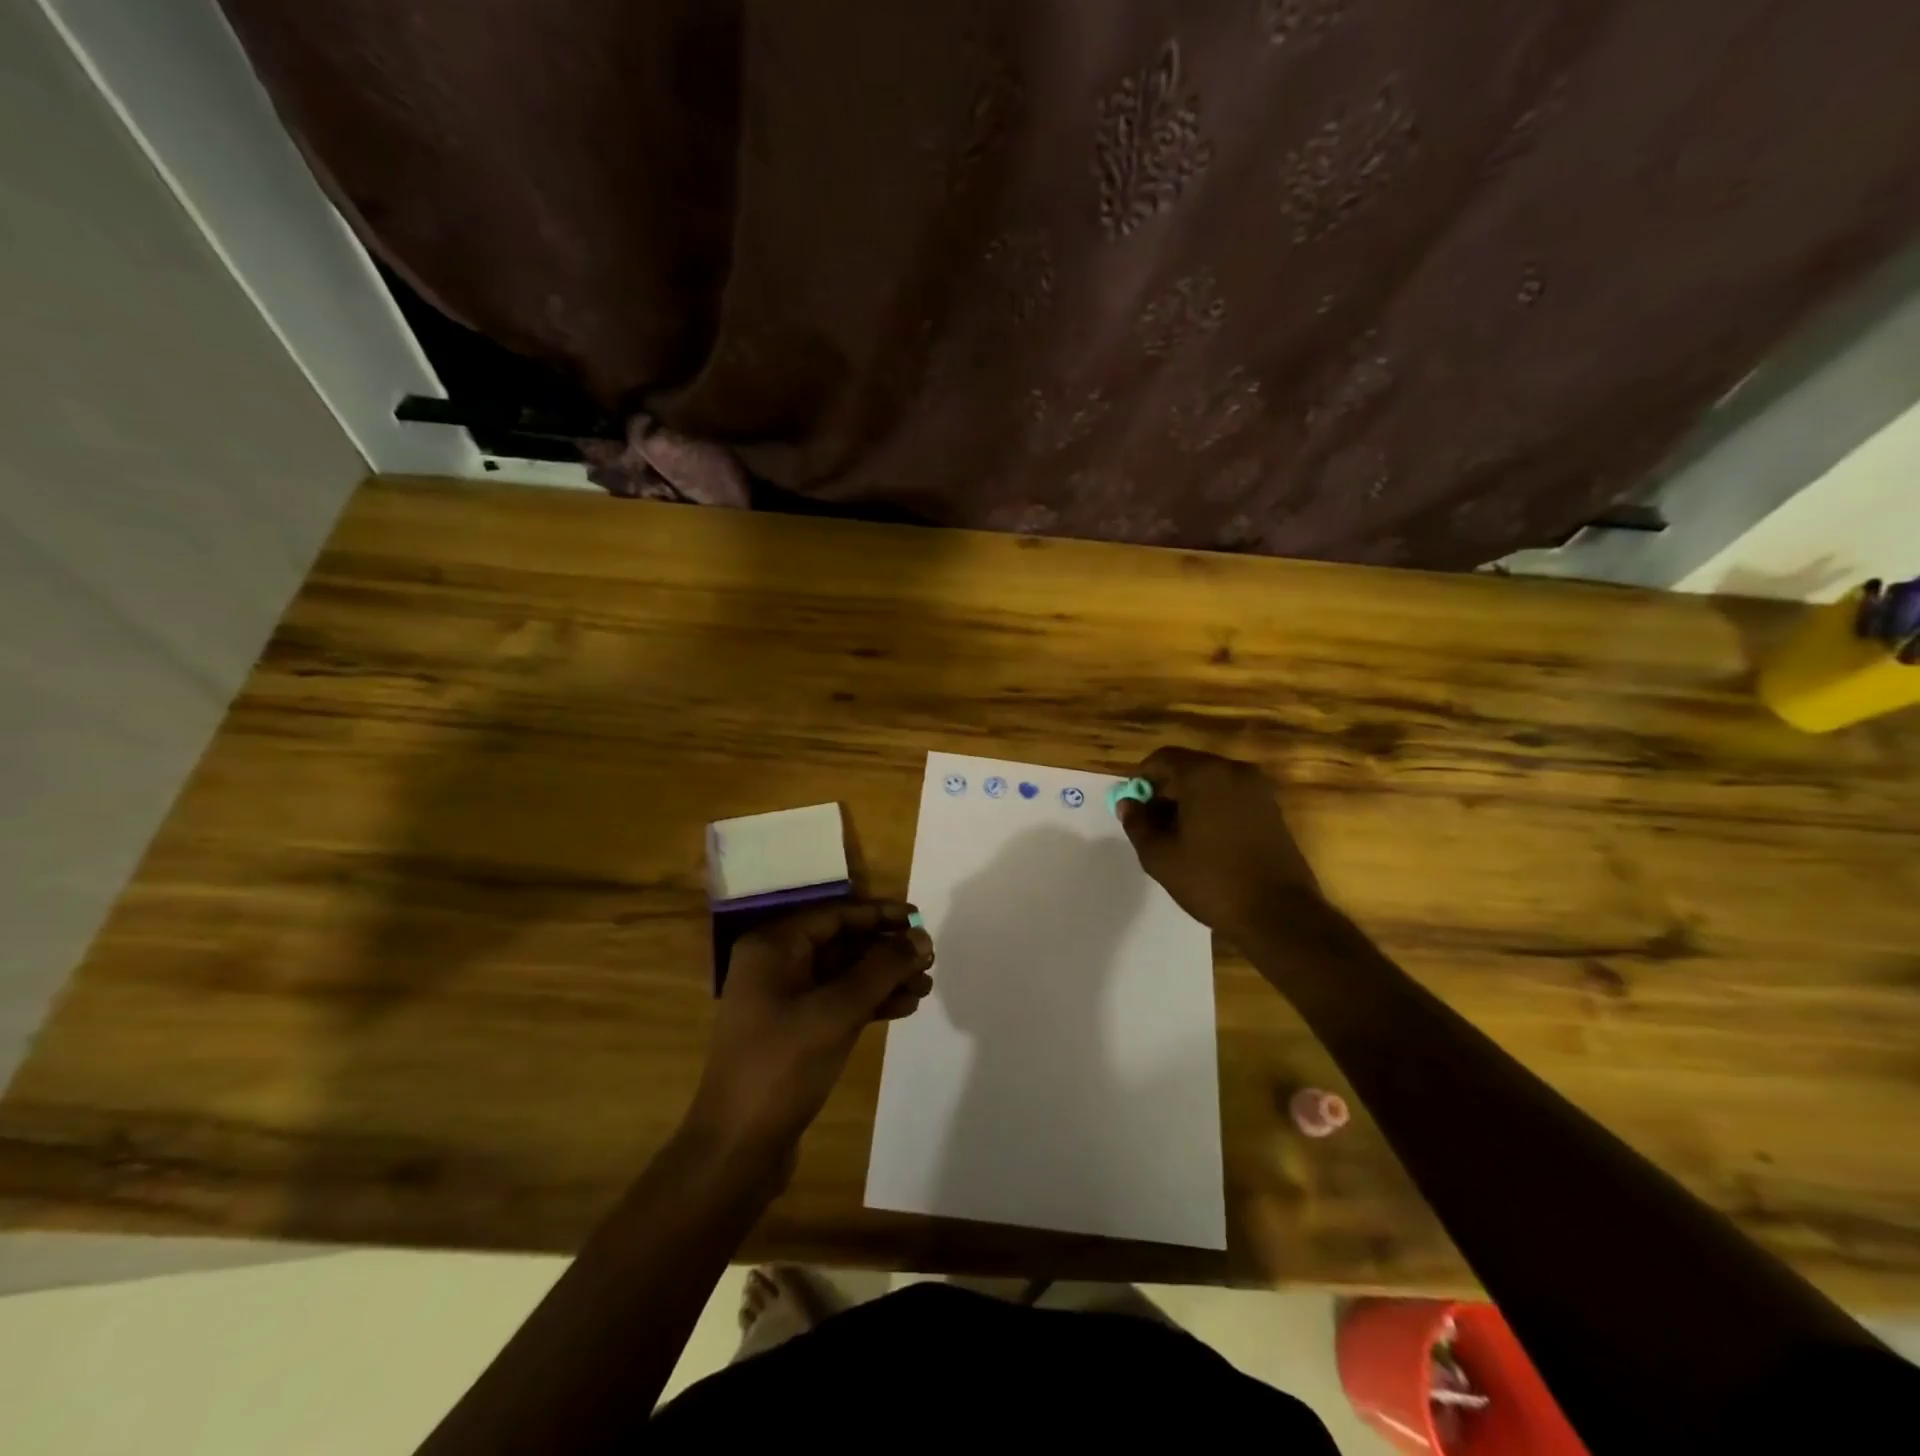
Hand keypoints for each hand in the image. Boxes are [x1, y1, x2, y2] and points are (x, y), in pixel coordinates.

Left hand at [688, 901, 933, 1158]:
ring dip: (884, 978)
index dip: (881, 915)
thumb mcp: (838, 1010)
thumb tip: (922, 938)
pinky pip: (838, 1002)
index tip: (920, 920)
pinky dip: (870, 1003)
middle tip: (929, 959)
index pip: (836, 915)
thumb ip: (883, 968)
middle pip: (842, 943)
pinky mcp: (794, 1031)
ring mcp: (783, 1000)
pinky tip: (905, 1008)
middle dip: (886, 950)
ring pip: (844, 975)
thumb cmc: (783, 1065)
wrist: (737, 1148)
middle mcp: (775, 964)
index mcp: (773, 946)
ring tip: (926, 986)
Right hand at [1117, 746, 1322, 940]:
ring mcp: (1258, 789)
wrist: (1278, 913)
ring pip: (1211, 783)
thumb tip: (1127, 804)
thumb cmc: (1211, 880)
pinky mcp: (1272, 809)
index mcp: (1204, 774)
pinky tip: (1204, 841)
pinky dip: (1212, 809)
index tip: (1131, 805)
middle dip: (1165, 791)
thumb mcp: (1160, 856)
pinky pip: (1231, 797)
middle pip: (1188, 768)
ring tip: (1176, 836)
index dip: (1141, 778)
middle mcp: (1234, 771)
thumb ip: (1137, 824)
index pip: (1162, 758)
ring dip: (1189, 801)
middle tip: (1150, 823)